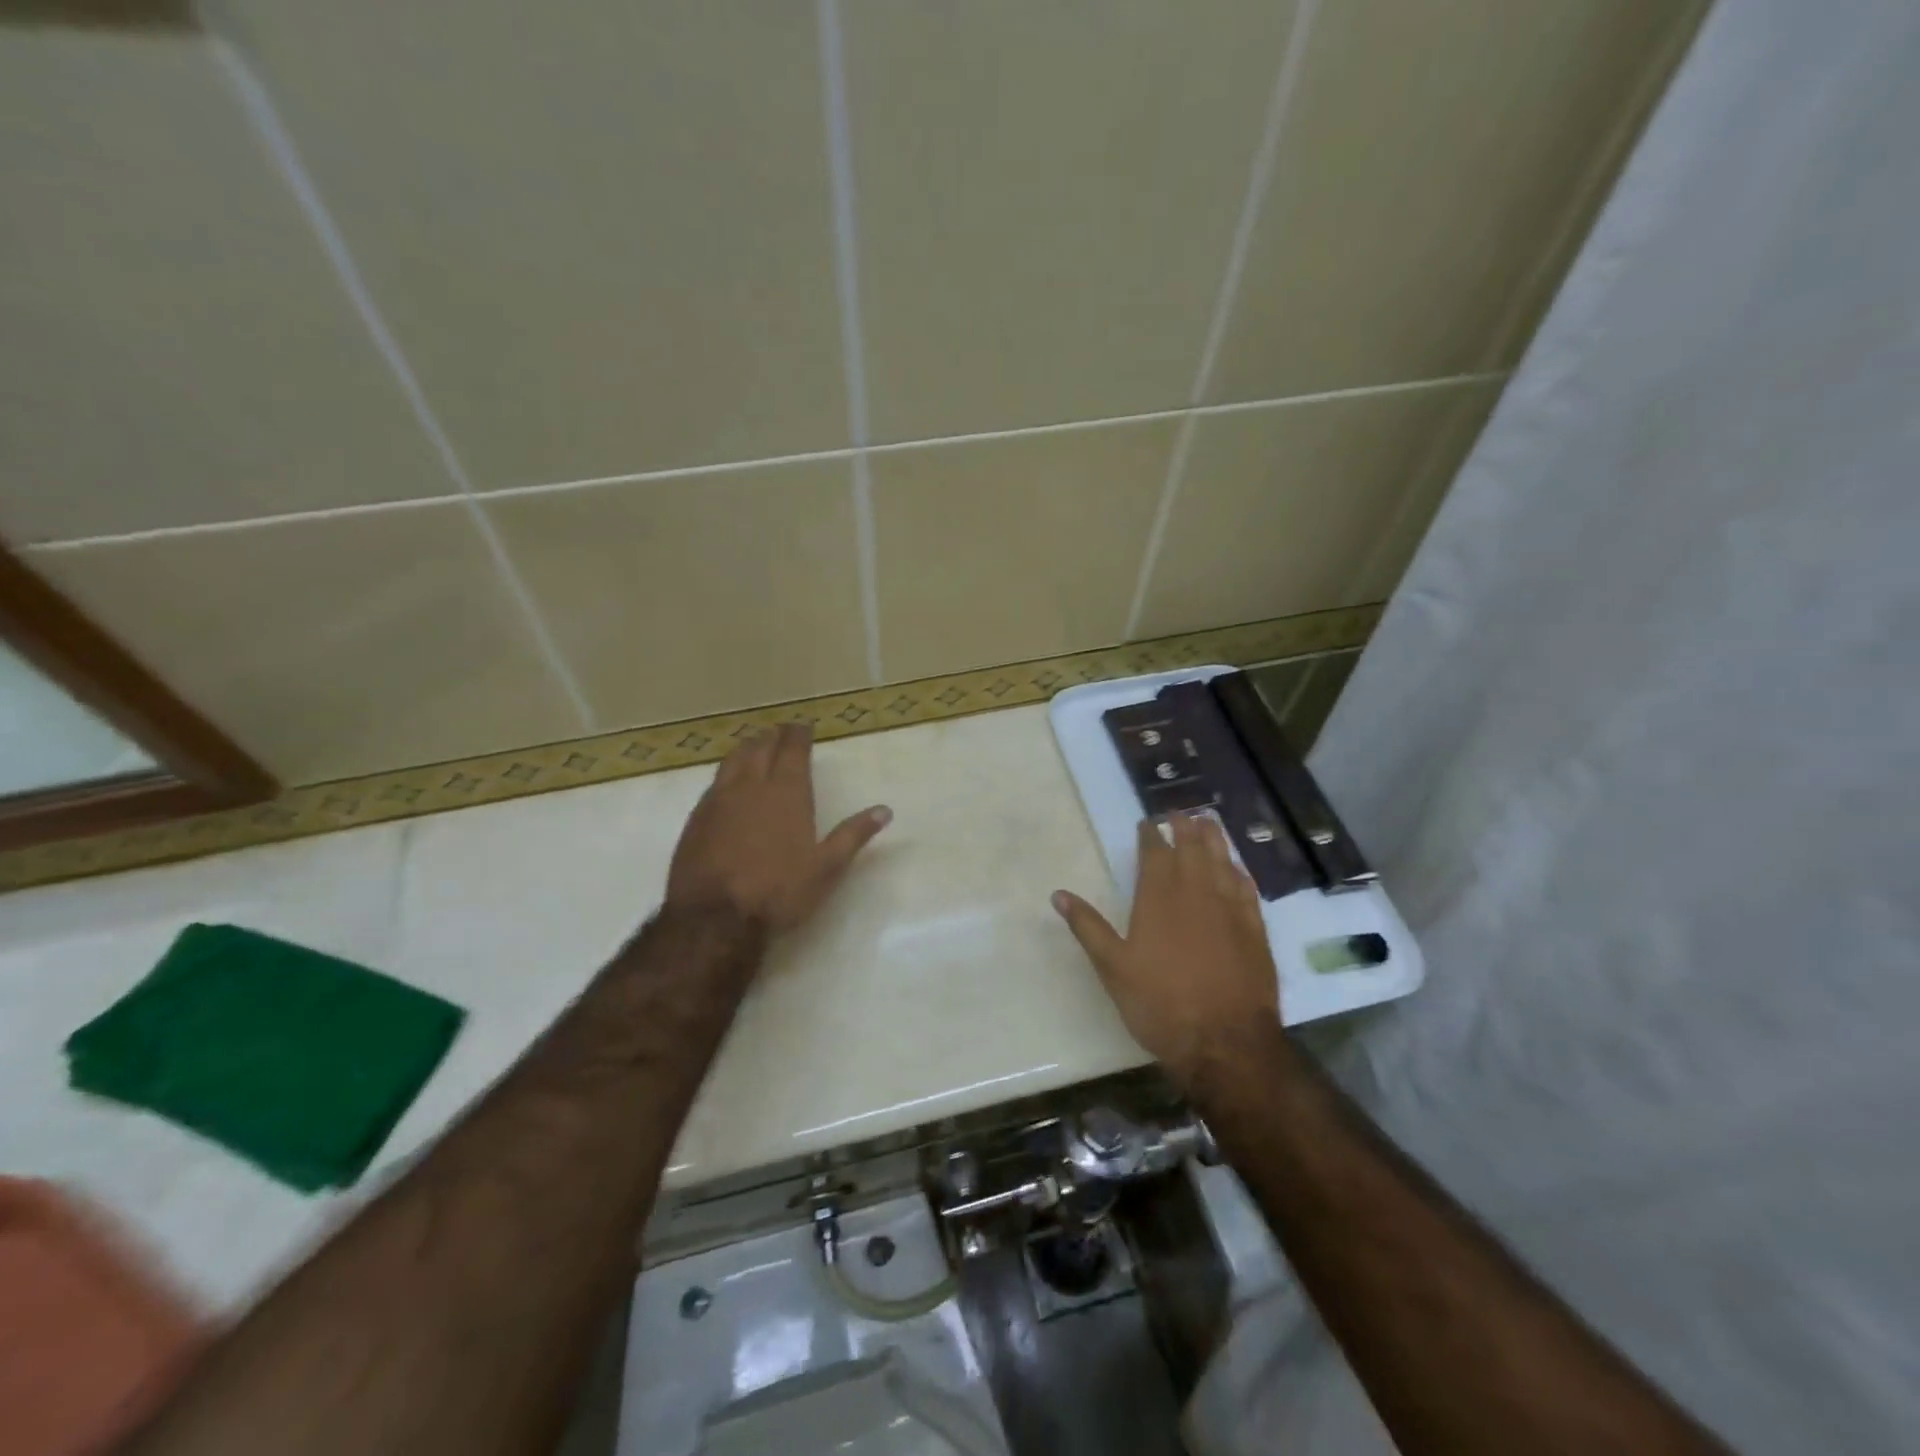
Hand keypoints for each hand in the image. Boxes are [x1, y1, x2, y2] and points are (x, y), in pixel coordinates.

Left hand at [667, 723, 890, 933]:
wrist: (714, 918)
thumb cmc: (778, 891)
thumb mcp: (827, 867)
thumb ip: (854, 834)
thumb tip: (884, 810)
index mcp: (786, 792)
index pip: (792, 749)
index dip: (798, 734)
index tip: (803, 726)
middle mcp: (751, 786)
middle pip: (760, 748)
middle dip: (773, 736)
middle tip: (781, 732)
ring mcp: (719, 800)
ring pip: (733, 760)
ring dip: (747, 748)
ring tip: (754, 745)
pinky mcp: (697, 818)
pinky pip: (714, 782)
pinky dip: (726, 772)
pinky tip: (728, 782)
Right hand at [1053, 812, 1279, 1088]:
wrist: (1225, 1041)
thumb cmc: (1160, 1004)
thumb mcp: (1113, 968)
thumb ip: (1088, 927)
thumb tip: (1058, 894)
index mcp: (1158, 898)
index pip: (1155, 854)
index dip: (1150, 835)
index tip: (1147, 823)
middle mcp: (1196, 893)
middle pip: (1192, 848)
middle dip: (1184, 827)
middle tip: (1179, 813)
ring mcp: (1230, 909)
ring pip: (1222, 861)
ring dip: (1214, 839)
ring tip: (1208, 822)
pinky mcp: (1255, 929)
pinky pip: (1247, 888)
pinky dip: (1239, 871)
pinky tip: (1236, 867)